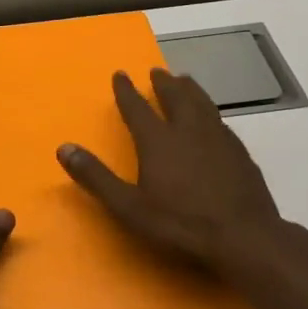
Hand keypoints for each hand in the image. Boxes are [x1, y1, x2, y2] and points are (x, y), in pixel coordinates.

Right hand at [57, 69, 287, 273]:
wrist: (244, 237)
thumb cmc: (180, 224)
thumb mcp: (129, 207)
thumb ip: (96, 177)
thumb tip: (64, 148)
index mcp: (158, 141)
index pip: (137, 108)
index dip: (126, 91)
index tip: (120, 74)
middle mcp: (188, 131)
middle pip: (175, 97)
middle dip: (164, 83)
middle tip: (157, 71)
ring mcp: (219, 139)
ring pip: (202, 103)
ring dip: (190, 89)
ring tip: (185, 80)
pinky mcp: (240, 152)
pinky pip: (220, 120)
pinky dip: (210, 110)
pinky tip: (213, 119)